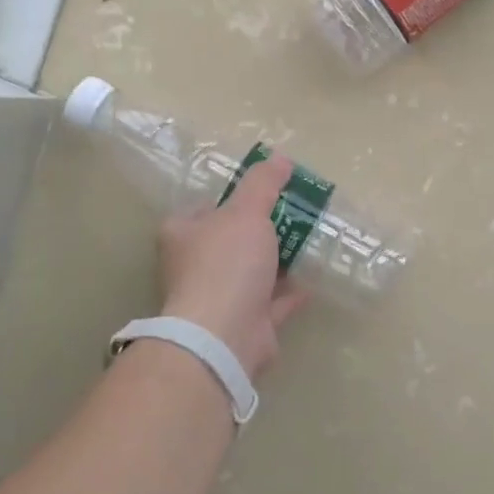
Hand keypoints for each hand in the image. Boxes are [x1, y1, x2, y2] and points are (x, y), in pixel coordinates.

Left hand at [158, 153, 309, 376]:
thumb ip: (263, 184)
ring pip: (251, 274)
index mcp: (182, 235)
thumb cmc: (226, 264)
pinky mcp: (244, 325)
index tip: (263, 193)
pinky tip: (311, 281)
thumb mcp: (246, 212)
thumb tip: (280, 158)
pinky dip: (288, 293)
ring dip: (276, 262)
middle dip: (260, 231)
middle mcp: (195, 267)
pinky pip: (270, 303)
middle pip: (230, 241)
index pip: (204, 209)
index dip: (231, 199)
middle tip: (294, 215)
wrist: (224, 335)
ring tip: (308, 243)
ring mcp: (219, 299)